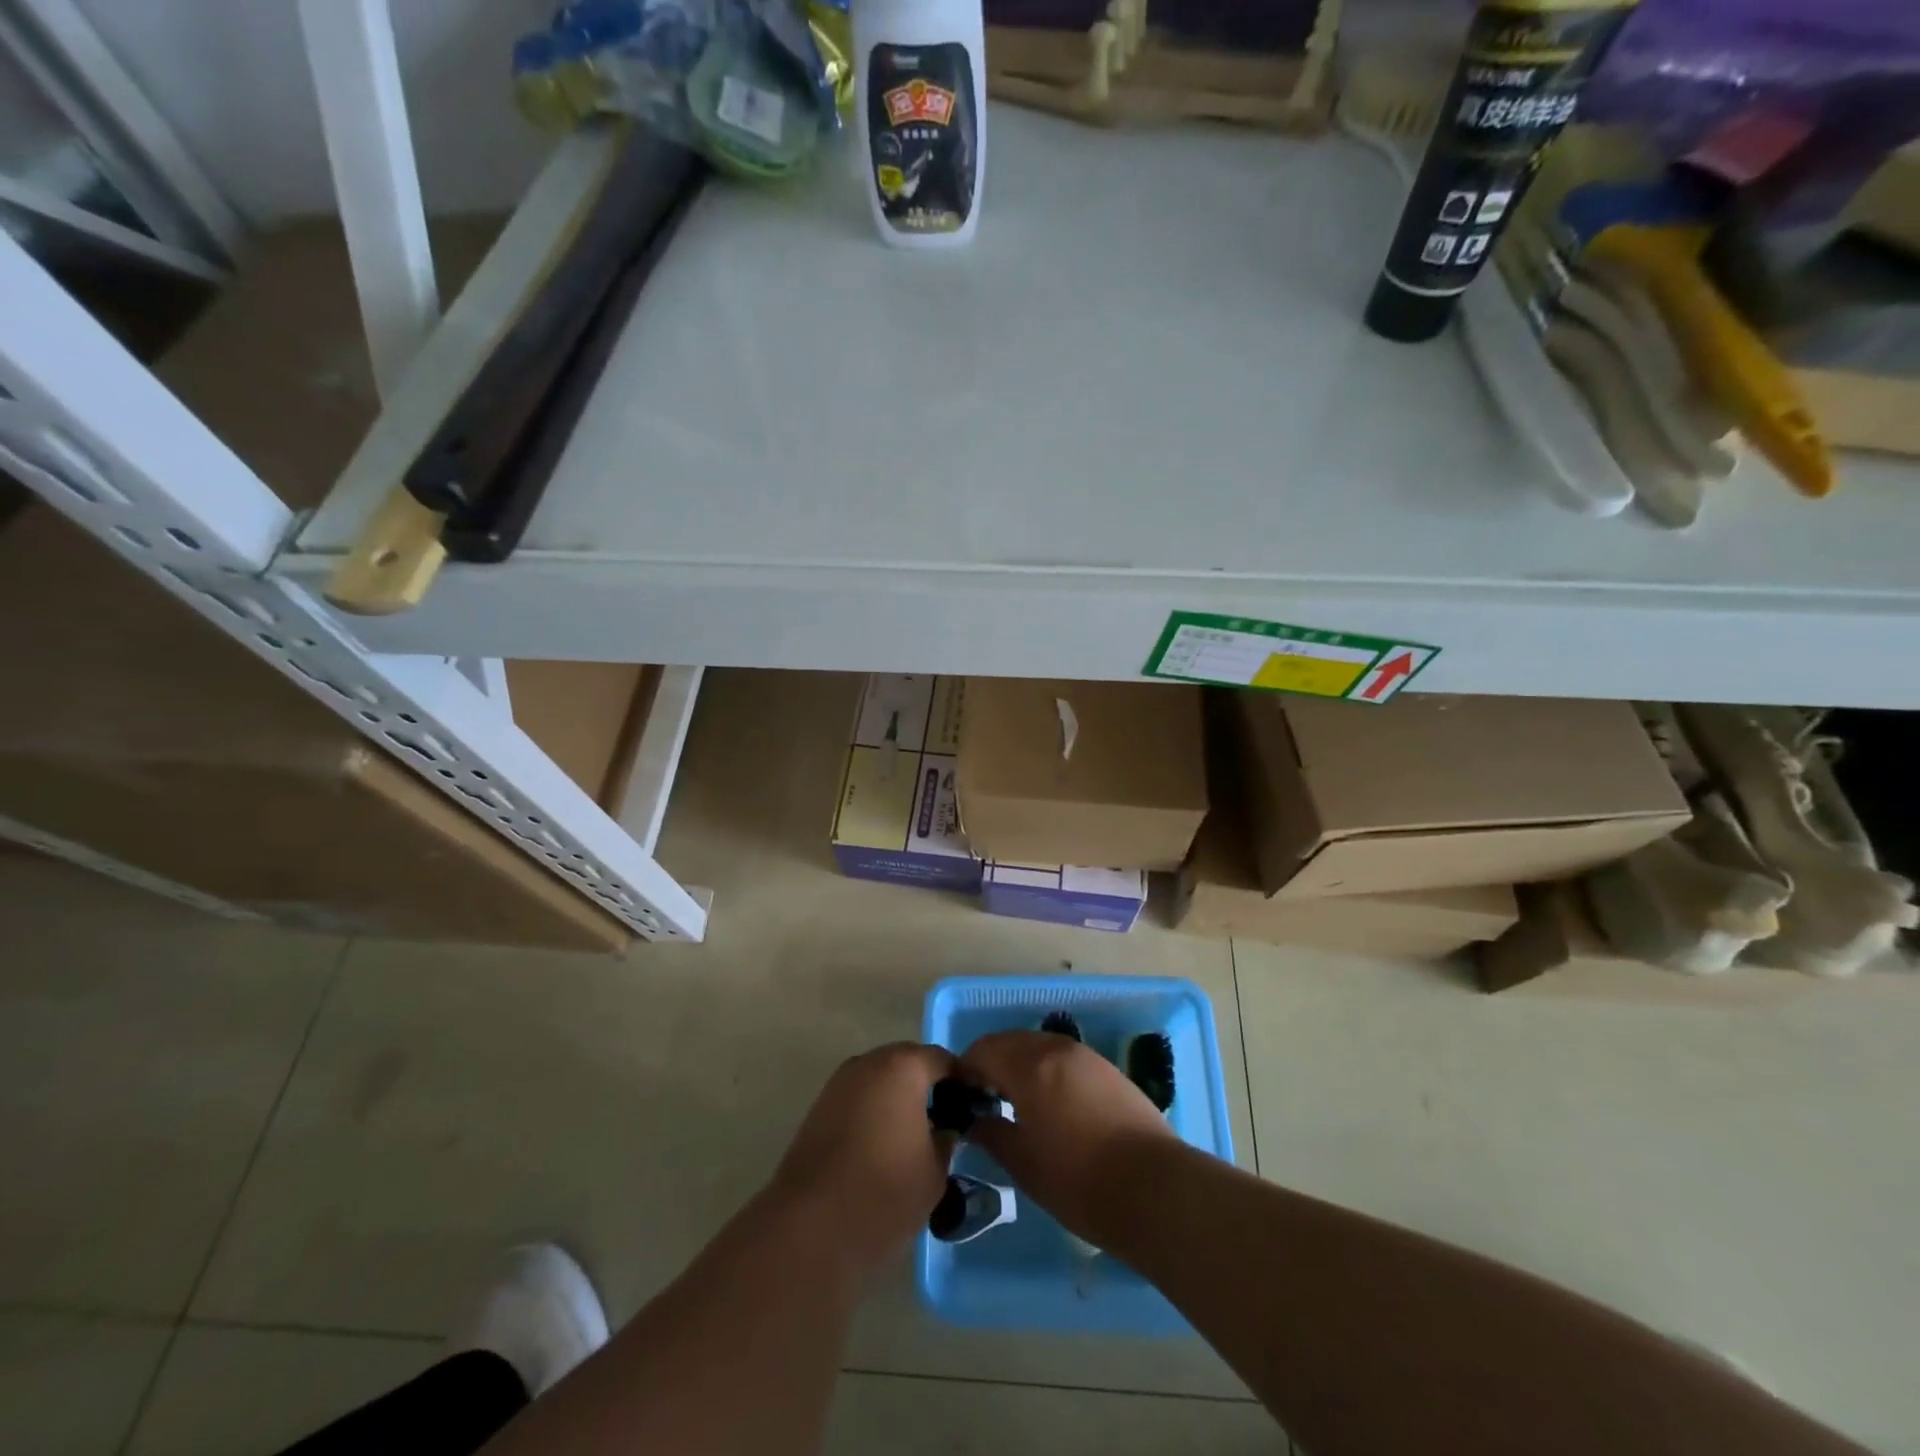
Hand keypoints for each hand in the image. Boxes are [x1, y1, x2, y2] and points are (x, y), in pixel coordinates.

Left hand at [767, 1042, 959, 1273]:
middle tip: (947, 1118)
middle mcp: (869, 1062)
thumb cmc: (885, 1193)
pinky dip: (875, 1109)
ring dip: (899, 1096)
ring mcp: (840, 1083)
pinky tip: (884, 1142)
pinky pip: (859, 1097)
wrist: (811, 1227)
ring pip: (881, 1078)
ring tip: (916, 1133)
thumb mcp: (935, 1171)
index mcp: (903, 1067)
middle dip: (928, 1085)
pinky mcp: (819, 1107)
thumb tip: (945, 1129)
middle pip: (908, 1062)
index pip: (942, 1059)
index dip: (962, 1081)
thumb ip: (946, 1140)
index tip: (975, 1105)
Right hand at [957, 1031, 1177, 1246]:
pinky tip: (1051, 1105)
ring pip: (1040, 1047)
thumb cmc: (1078, 1180)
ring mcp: (1087, 1057)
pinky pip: (1065, 1059)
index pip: (983, 1050)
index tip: (960, 1097)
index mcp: (1030, 1066)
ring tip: (1016, 1104)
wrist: (1155, 1189)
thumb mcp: (1023, 1163)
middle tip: (984, 1100)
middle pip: (1011, 1042)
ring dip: (1020, 1065)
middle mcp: (1057, 1049)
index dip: (965, 1070)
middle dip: (992, 1064)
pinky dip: (1047, 1071)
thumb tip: (974, 1121)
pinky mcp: (1109, 1071)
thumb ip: (992, 1134)